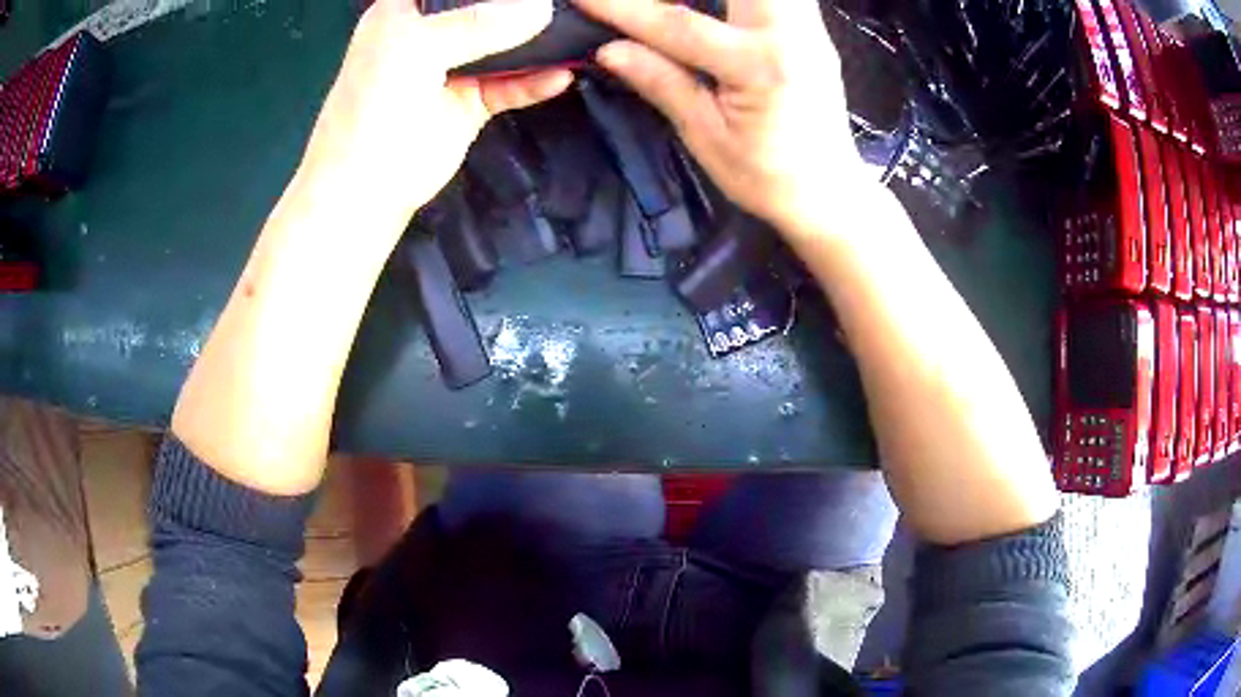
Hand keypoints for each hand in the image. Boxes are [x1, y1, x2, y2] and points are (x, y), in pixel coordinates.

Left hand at [298, 0, 572, 235]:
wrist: (366, 187)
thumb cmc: (373, 106)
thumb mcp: (418, 48)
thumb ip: (479, 24)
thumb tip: (543, 9)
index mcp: (405, 10)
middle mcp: (430, 33)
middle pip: (484, 9)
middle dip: (520, 7)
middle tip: (566, 4)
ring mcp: (452, 67)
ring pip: (502, 44)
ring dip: (535, 42)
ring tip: (575, 32)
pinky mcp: (470, 102)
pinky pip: (510, 85)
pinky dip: (535, 82)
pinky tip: (562, 76)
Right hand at [575, 0, 866, 233]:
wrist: (829, 191)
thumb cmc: (768, 177)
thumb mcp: (707, 138)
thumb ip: (663, 83)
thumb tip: (610, 50)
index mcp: (759, 66)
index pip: (677, 24)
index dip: (622, 7)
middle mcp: (790, 34)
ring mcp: (810, 29)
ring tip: (683, 1)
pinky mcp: (815, 31)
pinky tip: (718, 6)